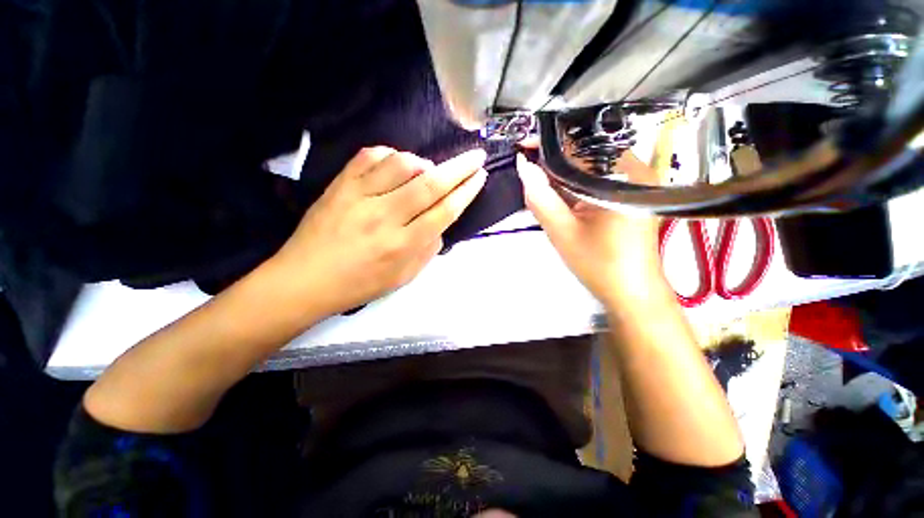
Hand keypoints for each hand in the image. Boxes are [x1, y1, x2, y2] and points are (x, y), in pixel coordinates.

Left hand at [269, 147, 487, 315]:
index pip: (444, 211)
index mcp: (403, 245)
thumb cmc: (359, 284)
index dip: (466, 191)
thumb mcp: (403, 278)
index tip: (480, 176)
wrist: (305, 279)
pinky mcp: (339, 185)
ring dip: (423, 163)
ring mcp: (359, 197)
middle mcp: (385, 217)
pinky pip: (369, 156)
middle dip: (459, 167)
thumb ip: (428, 250)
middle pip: (430, 184)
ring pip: (401, 164)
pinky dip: (391, 155)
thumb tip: (441, 223)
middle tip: (476, 156)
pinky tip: (396, 165)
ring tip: (427, 171)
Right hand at [516, 153, 662, 306]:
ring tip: (543, 187)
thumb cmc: (598, 264)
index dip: (548, 144)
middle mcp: (636, 171)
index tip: (523, 147)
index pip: (579, 147)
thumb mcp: (561, 231)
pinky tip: (564, 197)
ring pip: (592, 166)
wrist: (631, 292)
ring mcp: (638, 182)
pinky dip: (578, 184)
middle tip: (530, 174)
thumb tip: (522, 165)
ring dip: (565, 174)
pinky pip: (601, 178)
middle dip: (554, 162)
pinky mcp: (634, 193)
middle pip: (586, 153)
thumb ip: (539, 196)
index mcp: (621, 177)